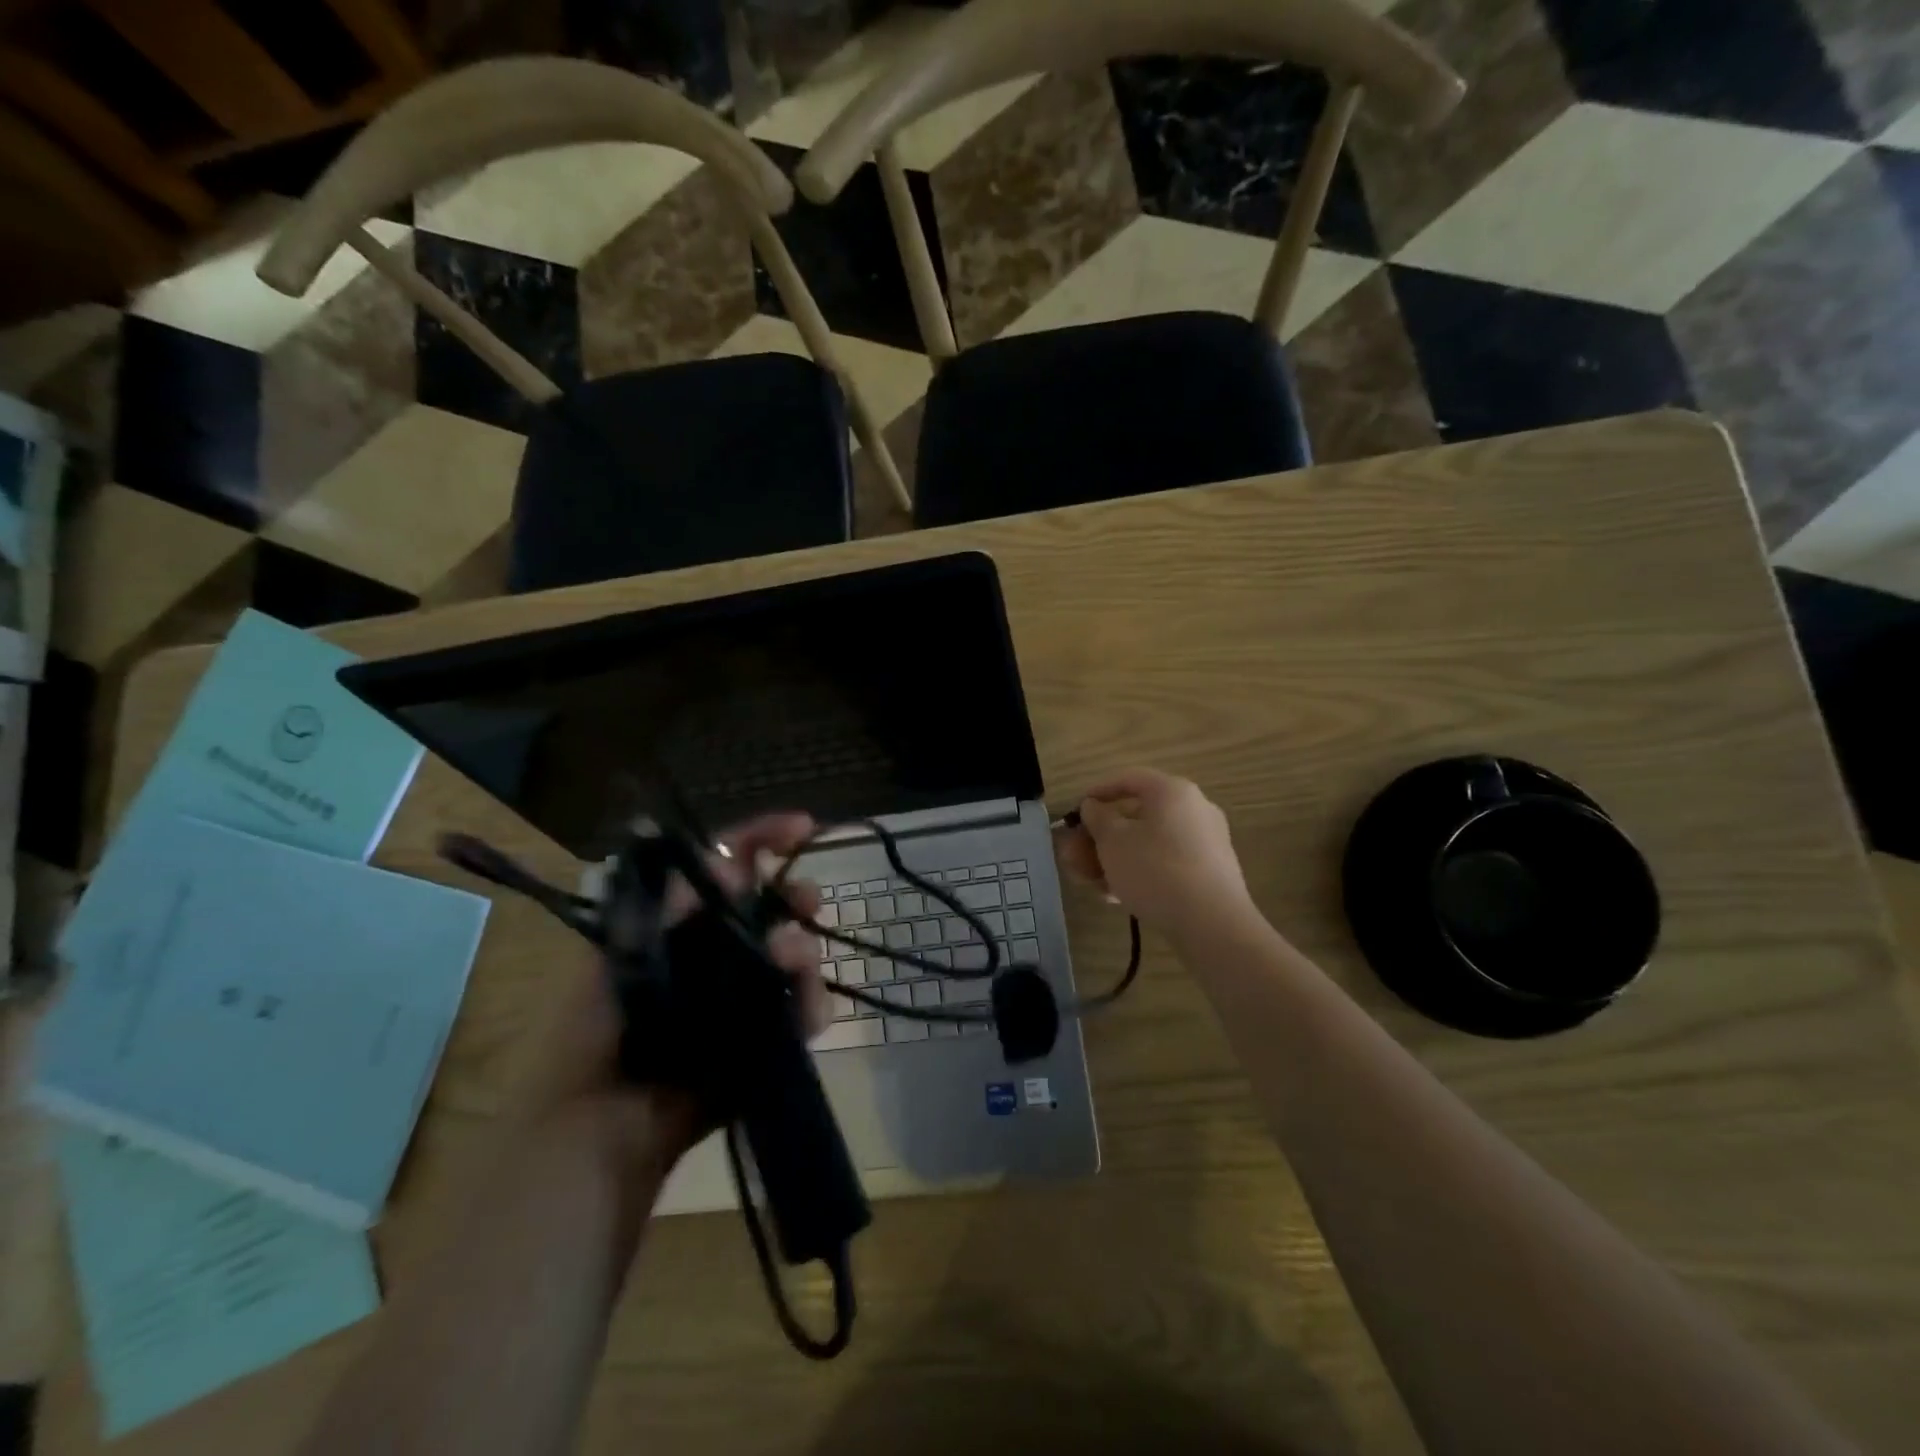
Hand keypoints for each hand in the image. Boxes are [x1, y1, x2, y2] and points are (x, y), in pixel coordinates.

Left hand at [523, 813, 828, 1163]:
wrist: (602, 1129)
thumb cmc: (598, 1033)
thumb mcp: (625, 955)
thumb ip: (674, 908)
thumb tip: (727, 860)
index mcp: (682, 923)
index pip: (728, 866)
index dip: (764, 840)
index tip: (803, 827)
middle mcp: (720, 951)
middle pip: (773, 908)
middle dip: (795, 897)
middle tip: (808, 901)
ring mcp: (747, 994)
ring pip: (795, 956)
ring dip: (803, 952)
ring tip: (792, 961)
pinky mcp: (767, 1038)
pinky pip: (803, 1012)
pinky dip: (810, 1006)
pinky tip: (806, 1013)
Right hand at [1056, 769, 1253, 936]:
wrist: (1212, 924)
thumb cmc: (1155, 870)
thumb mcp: (1112, 842)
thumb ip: (1097, 818)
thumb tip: (1094, 806)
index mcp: (1172, 791)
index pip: (1128, 779)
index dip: (1096, 793)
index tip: (1074, 813)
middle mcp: (1193, 809)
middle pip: (1135, 816)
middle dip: (1099, 837)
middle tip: (1073, 856)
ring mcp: (1204, 842)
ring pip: (1147, 843)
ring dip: (1113, 859)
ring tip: (1088, 882)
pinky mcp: (1208, 873)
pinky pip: (1164, 863)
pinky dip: (1138, 872)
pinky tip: (1114, 896)